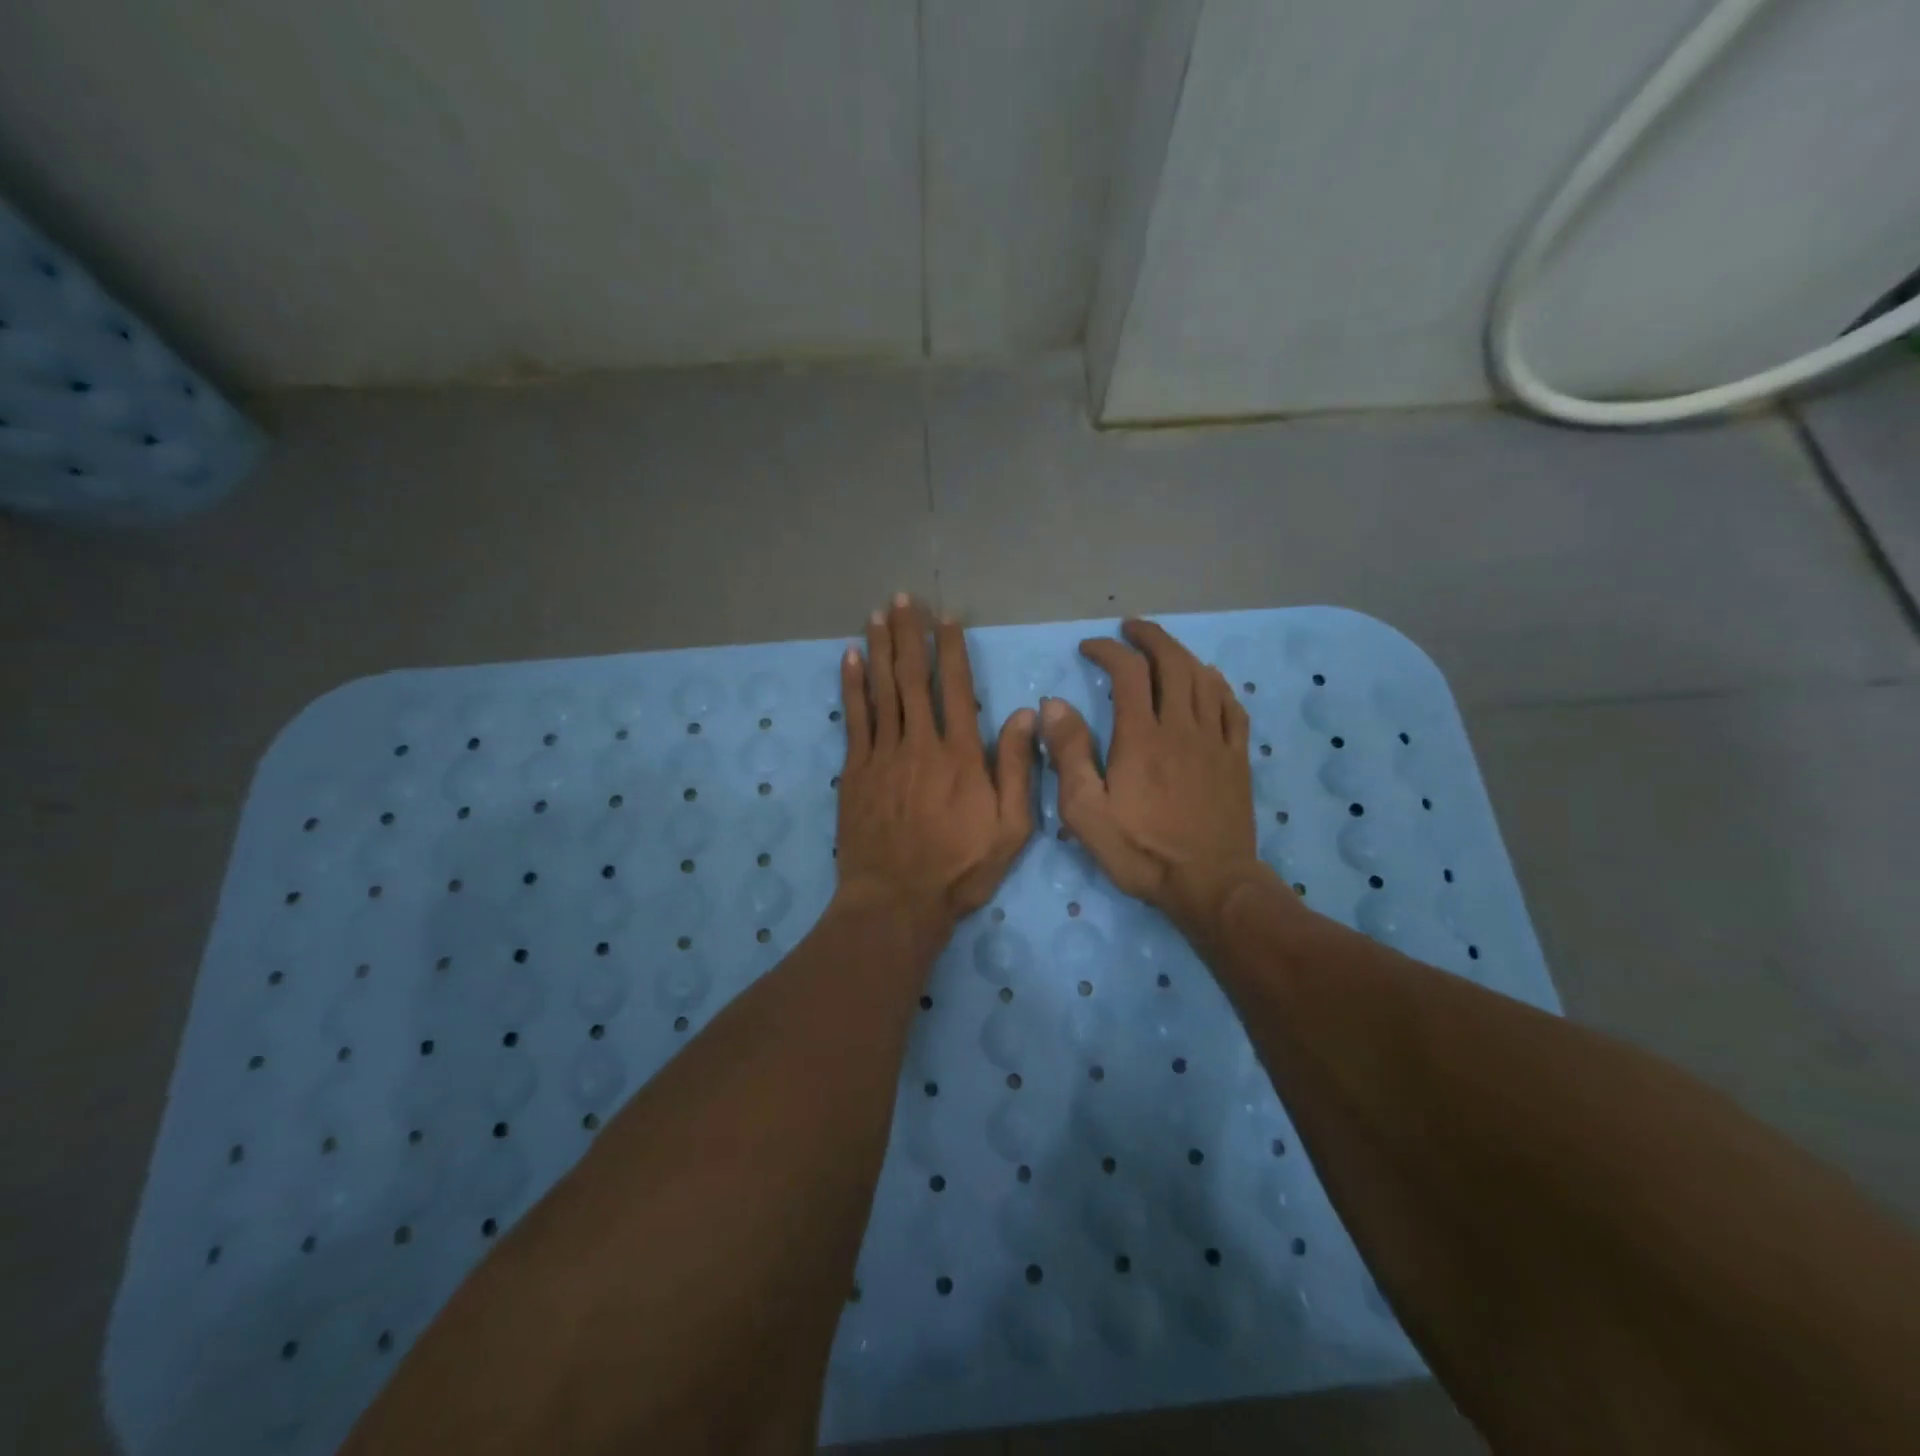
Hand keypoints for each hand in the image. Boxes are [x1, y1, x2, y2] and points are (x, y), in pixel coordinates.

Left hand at [836, 595, 1037, 932]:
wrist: (897, 901)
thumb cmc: (960, 868)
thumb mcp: (1010, 828)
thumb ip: (1017, 769)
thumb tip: (1022, 715)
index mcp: (960, 755)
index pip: (955, 688)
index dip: (950, 649)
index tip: (945, 618)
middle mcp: (920, 743)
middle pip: (913, 678)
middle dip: (909, 635)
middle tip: (903, 598)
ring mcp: (883, 755)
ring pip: (882, 690)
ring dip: (879, 649)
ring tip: (877, 615)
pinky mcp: (855, 772)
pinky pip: (854, 719)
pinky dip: (852, 686)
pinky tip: (850, 659)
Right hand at [1040, 619, 1272, 941]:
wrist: (1209, 884)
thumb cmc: (1141, 851)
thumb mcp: (1086, 811)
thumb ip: (1068, 754)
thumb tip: (1053, 705)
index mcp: (1141, 737)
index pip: (1127, 672)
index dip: (1108, 650)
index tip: (1089, 647)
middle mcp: (1181, 727)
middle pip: (1171, 663)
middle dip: (1149, 637)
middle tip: (1130, 628)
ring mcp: (1215, 741)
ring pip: (1203, 679)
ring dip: (1181, 653)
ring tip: (1163, 647)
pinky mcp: (1237, 759)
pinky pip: (1232, 707)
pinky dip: (1217, 684)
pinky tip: (1209, 680)